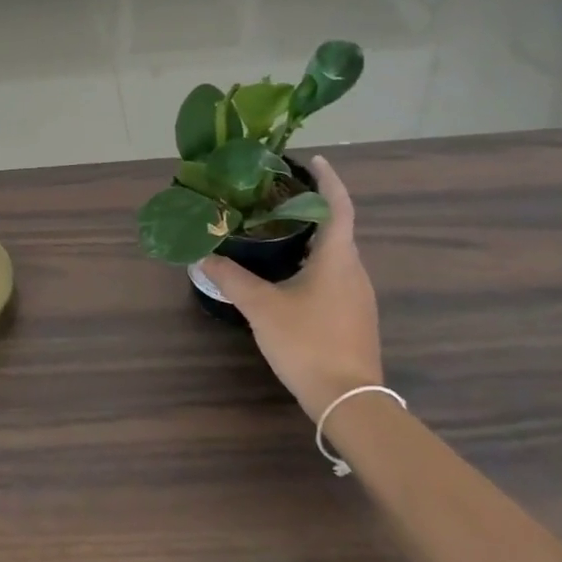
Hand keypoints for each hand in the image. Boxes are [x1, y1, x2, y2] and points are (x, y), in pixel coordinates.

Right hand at [201, 156, 382, 420]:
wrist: (350, 401)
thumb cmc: (308, 343)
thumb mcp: (262, 307)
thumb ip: (232, 278)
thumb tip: (203, 255)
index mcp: (338, 258)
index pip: (338, 205)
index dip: (327, 179)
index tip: (312, 159)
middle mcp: (354, 270)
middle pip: (337, 227)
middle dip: (312, 207)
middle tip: (278, 195)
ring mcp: (358, 296)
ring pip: (337, 253)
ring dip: (313, 236)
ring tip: (278, 228)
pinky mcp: (355, 316)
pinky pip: (336, 274)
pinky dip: (316, 261)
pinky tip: (289, 272)